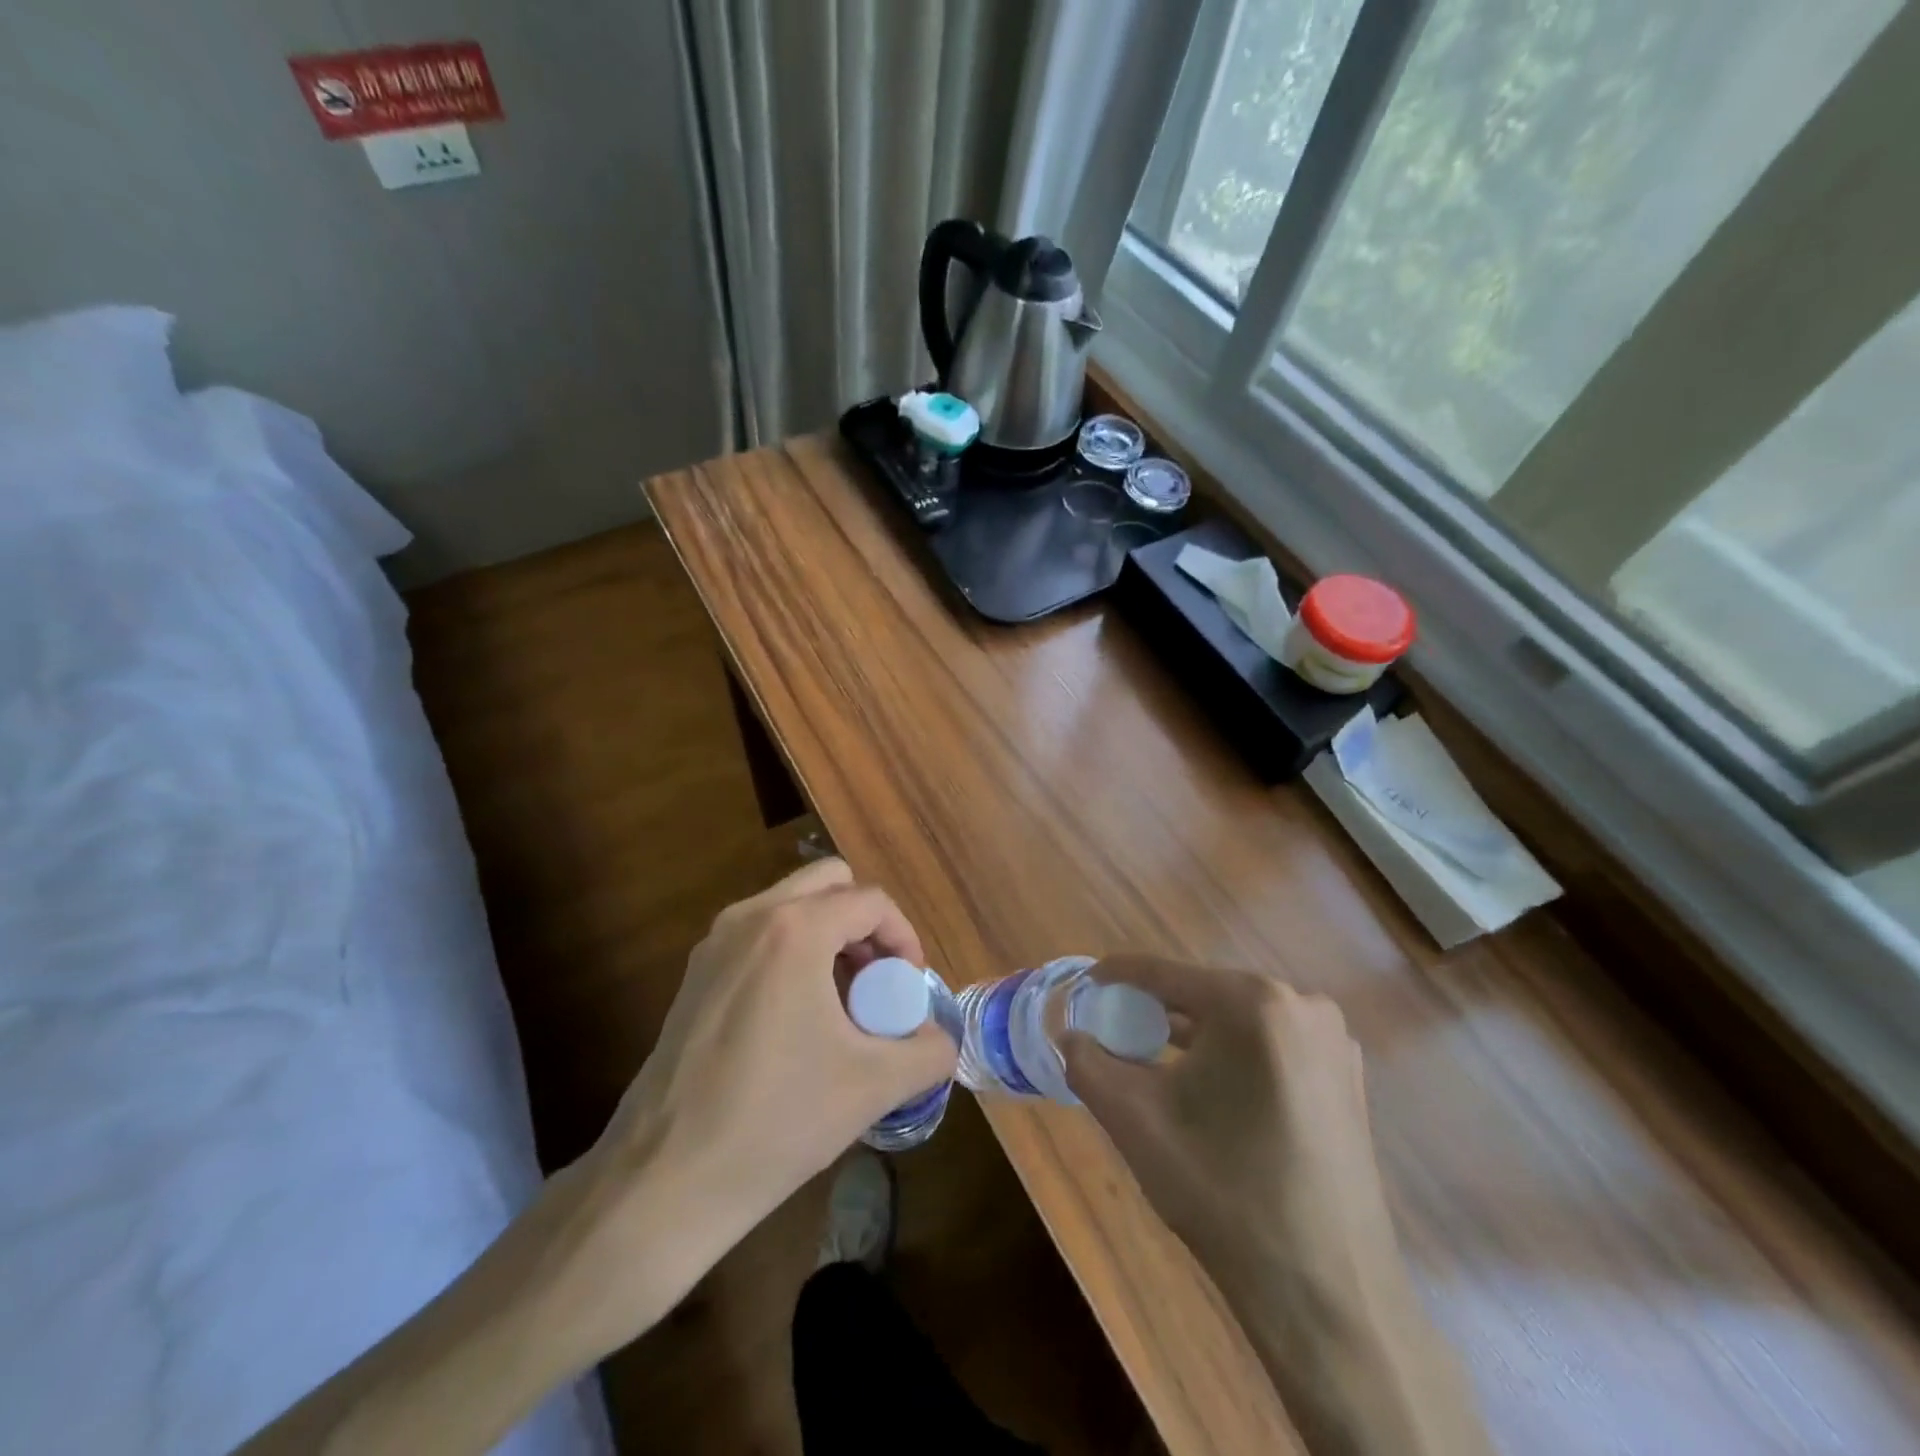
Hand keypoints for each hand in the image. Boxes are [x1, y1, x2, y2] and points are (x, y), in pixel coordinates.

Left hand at [546, 860, 954, 1354]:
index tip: (909, 988)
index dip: (904, 938)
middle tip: (876, 982)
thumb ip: (927, 1052)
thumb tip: (940, 1041)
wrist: (665, 1180)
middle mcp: (750, 917)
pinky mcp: (695, 974)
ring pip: (791, 906)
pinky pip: (760, 935)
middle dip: (864, 924)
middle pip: (828, 883)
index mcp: (795, 930)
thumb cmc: (777, 1121)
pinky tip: (797, 1021)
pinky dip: (793, 953)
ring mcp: (715, 942)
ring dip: (829, 937)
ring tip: (842, 1005)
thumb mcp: (872, 1086)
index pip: (871, 901)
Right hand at [1063, 960, 1494, 1455]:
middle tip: (1116, 1030)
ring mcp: (1332, 1039)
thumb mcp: (1136, 1121)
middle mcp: (1301, 1004)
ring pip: (1239, 1019)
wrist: (1328, 1296)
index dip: (1118, 976)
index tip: (1086, 985)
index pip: (1165, 973)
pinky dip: (1233, 1054)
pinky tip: (1208, 1088)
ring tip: (1153, 1057)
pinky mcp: (1347, 1075)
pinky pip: (1272, 1044)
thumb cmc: (1223, 1193)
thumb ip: (1088, 1065)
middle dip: (1156, 1009)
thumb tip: (1069, 1036)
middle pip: (1204, 993)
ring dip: (1195, 1034)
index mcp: (1253, 1002)